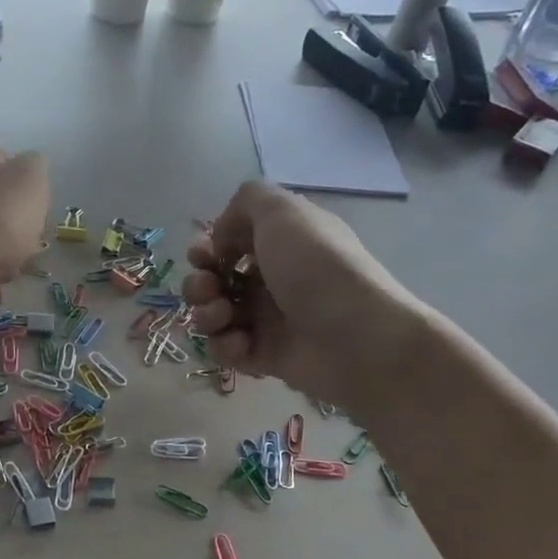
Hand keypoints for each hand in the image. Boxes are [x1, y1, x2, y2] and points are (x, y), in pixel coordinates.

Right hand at [181, 181, 424, 406]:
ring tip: (223, 317)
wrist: (358, 339)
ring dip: (206, 315)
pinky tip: (241, 344)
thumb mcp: (283, 211)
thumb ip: (246, 201)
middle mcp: (272, 279)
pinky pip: (226, 350)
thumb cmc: (317, 268)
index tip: (205, 255)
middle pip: (213, 281)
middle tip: (209, 289)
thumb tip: (221, 237)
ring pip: (213, 316)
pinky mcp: (264, 357)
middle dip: (199, 284)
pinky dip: (224, 346)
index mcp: (280, 244)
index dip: (207, 248)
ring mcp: (267, 321)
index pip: (230, 243)